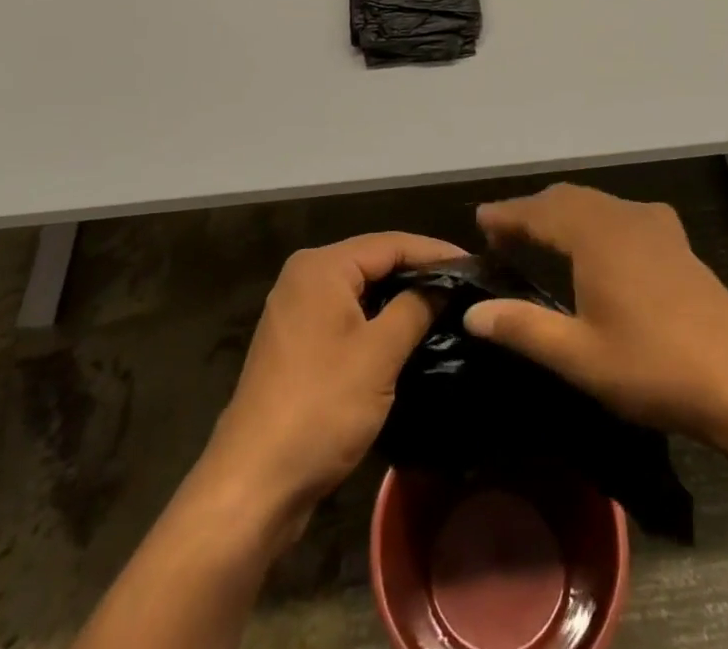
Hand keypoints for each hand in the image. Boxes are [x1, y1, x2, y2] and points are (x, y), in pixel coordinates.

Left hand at [196, 232, 459, 541]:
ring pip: (361, 289)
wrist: (253, 484)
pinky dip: (377, 317)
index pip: (390, 243)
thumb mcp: (379, 354)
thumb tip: (445, 286)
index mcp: (322, 267)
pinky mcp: (297, 342)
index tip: (475, 265)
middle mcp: (305, 276)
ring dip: (399, 296)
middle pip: (374, 260)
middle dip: (418, 271)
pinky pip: (347, 313)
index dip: (435, 252)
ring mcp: (297, 310)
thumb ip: (415, 308)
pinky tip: (406, 331)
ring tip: (445, 304)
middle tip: (464, 284)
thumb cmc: (321, 407)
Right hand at [463, 184, 727, 448]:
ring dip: (563, 212)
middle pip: (567, 198)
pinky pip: (622, 213)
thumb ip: (522, 328)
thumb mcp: (579, 356)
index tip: (479, 219)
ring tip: (540, 234)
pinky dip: (595, 218)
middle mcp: (623, 216)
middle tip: (502, 231)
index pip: (539, 211)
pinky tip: (600, 243)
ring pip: (596, 202)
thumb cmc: (653, 367)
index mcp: (596, 235)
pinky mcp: (677, 240)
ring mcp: (655, 225)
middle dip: (532, 210)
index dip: (506, 214)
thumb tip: (472, 312)